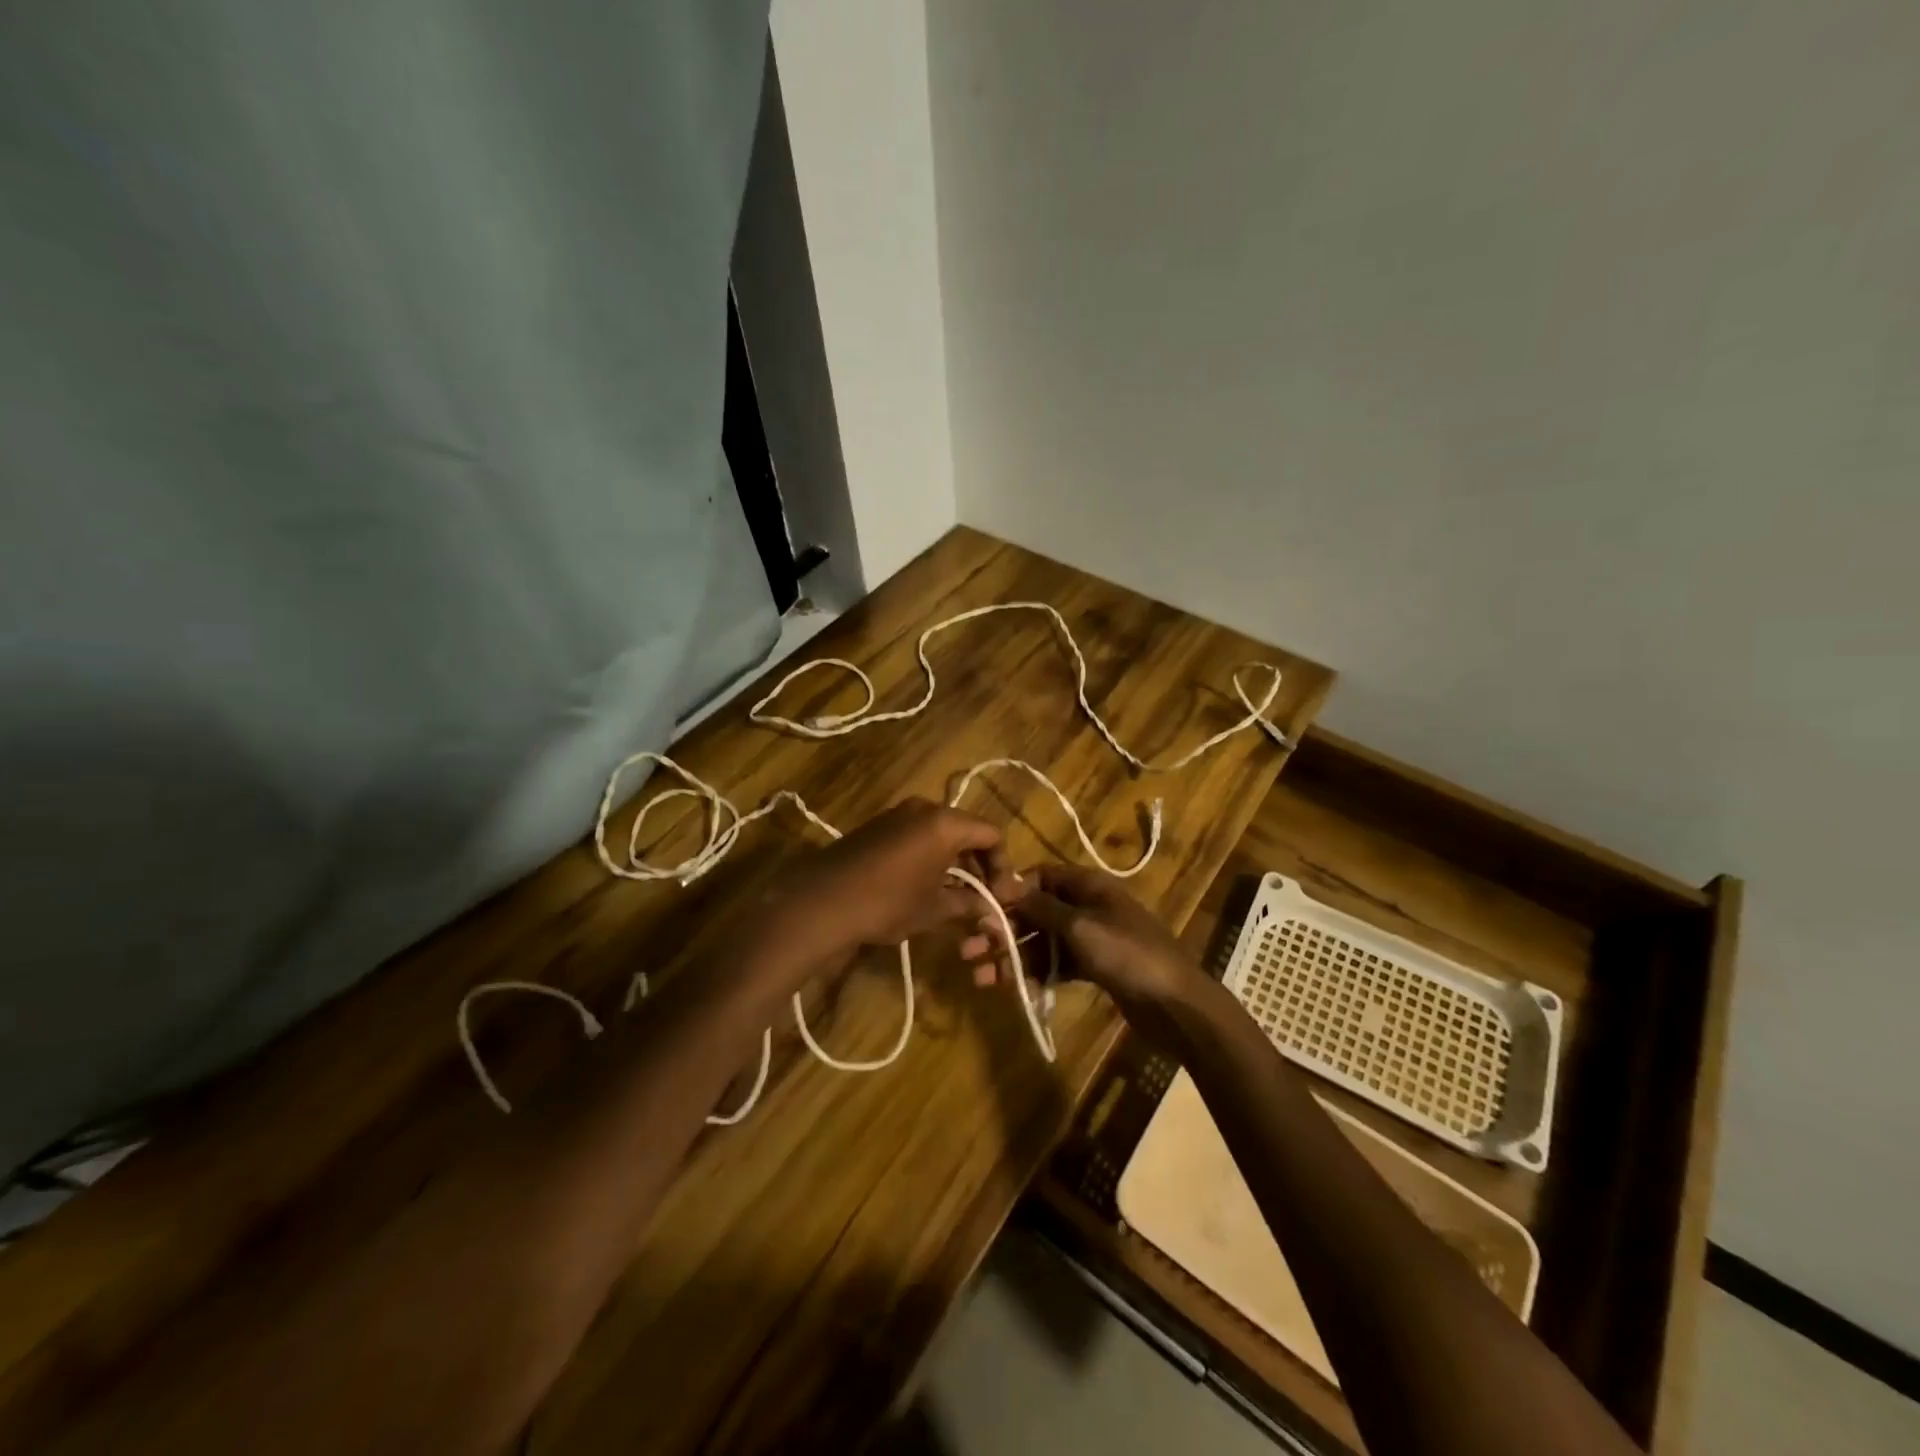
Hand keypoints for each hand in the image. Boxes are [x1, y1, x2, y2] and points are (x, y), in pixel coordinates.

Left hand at [769, 798, 1016, 977]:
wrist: (822, 901)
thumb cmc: (888, 902)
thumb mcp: (935, 909)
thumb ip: (969, 904)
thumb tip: (992, 912)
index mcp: (945, 822)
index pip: (990, 835)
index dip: (1002, 865)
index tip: (1000, 896)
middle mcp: (924, 808)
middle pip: (966, 830)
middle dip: (978, 864)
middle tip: (982, 897)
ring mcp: (897, 814)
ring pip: (940, 833)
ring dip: (953, 861)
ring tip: (955, 896)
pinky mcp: (876, 826)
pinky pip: (916, 835)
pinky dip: (929, 856)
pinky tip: (924, 886)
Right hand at [963, 864, 1211, 1036]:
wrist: (1175, 1003)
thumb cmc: (1127, 953)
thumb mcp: (1080, 926)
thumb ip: (1040, 908)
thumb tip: (1005, 888)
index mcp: (1088, 885)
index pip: (1040, 876)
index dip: (1010, 890)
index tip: (980, 907)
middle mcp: (1087, 906)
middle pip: (1036, 911)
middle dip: (1002, 930)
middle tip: (967, 950)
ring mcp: (1090, 938)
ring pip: (1041, 941)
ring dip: (1011, 956)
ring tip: (978, 977)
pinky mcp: (1093, 967)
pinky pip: (1055, 964)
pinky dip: (1033, 973)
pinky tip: (1009, 987)